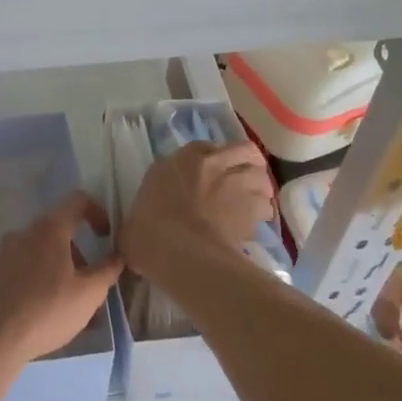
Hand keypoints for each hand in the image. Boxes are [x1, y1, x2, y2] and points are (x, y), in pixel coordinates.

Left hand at [0, 193, 123, 369]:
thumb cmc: (46, 311)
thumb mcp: (89, 294)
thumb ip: (107, 270)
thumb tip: (118, 255)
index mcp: (49, 229)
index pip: (77, 201)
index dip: (98, 212)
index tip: (106, 237)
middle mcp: (24, 233)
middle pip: (59, 232)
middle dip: (80, 255)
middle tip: (90, 285)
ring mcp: (4, 253)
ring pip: (41, 253)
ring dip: (61, 271)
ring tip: (71, 307)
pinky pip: (24, 270)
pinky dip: (40, 282)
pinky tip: (46, 313)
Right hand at [122, 142, 274, 287]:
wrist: (180, 252)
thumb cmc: (149, 232)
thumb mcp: (136, 217)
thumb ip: (145, 214)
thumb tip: (138, 233)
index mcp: (181, 159)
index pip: (204, 148)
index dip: (211, 162)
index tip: (207, 177)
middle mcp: (213, 162)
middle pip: (244, 151)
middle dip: (247, 164)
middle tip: (242, 183)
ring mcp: (237, 182)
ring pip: (262, 177)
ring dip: (259, 190)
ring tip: (253, 206)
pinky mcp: (253, 207)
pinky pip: (266, 207)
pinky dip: (262, 215)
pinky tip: (253, 227)